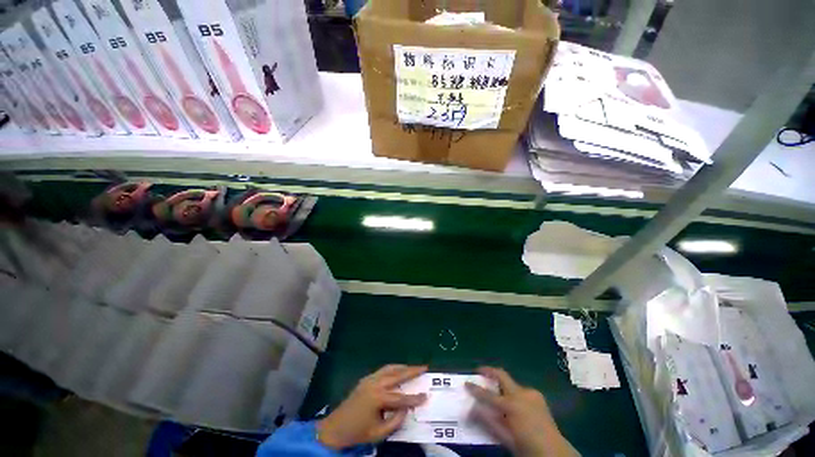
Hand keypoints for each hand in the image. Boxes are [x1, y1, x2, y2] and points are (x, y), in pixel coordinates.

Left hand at [317, 364, 427, 449]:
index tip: (426, 395)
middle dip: (412, 371)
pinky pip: (382, 370)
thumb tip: (406, 408)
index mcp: (378, 398)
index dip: (414, 398)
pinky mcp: (366, 379)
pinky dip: (393, 368)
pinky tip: (398, 371)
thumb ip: (395, 421)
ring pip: (390, 368)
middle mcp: (375, 384)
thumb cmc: (358, 432)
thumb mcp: (379, 433)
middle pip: (397, 375)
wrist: (335, 428)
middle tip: (424, 367)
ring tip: (413, 367)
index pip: (401, 398)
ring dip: (402, 367)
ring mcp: (369, 379)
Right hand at [466, 367, 578, 456]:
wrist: (555, 453)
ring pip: (511, 383)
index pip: (488, 395)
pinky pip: (520, 390)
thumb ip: (489, 421)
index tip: (466, 383)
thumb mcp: (506, 438)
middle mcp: (521, 394)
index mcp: (512, 406)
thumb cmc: (527, 447)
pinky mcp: (538, 395)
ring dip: (502, 385)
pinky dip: (513, 393)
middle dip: (489, 371)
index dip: (475, 389)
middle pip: (501, 375)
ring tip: (497, 395)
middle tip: (479, 371)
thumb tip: (473, 408)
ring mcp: (531, 393)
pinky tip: (513, 404)